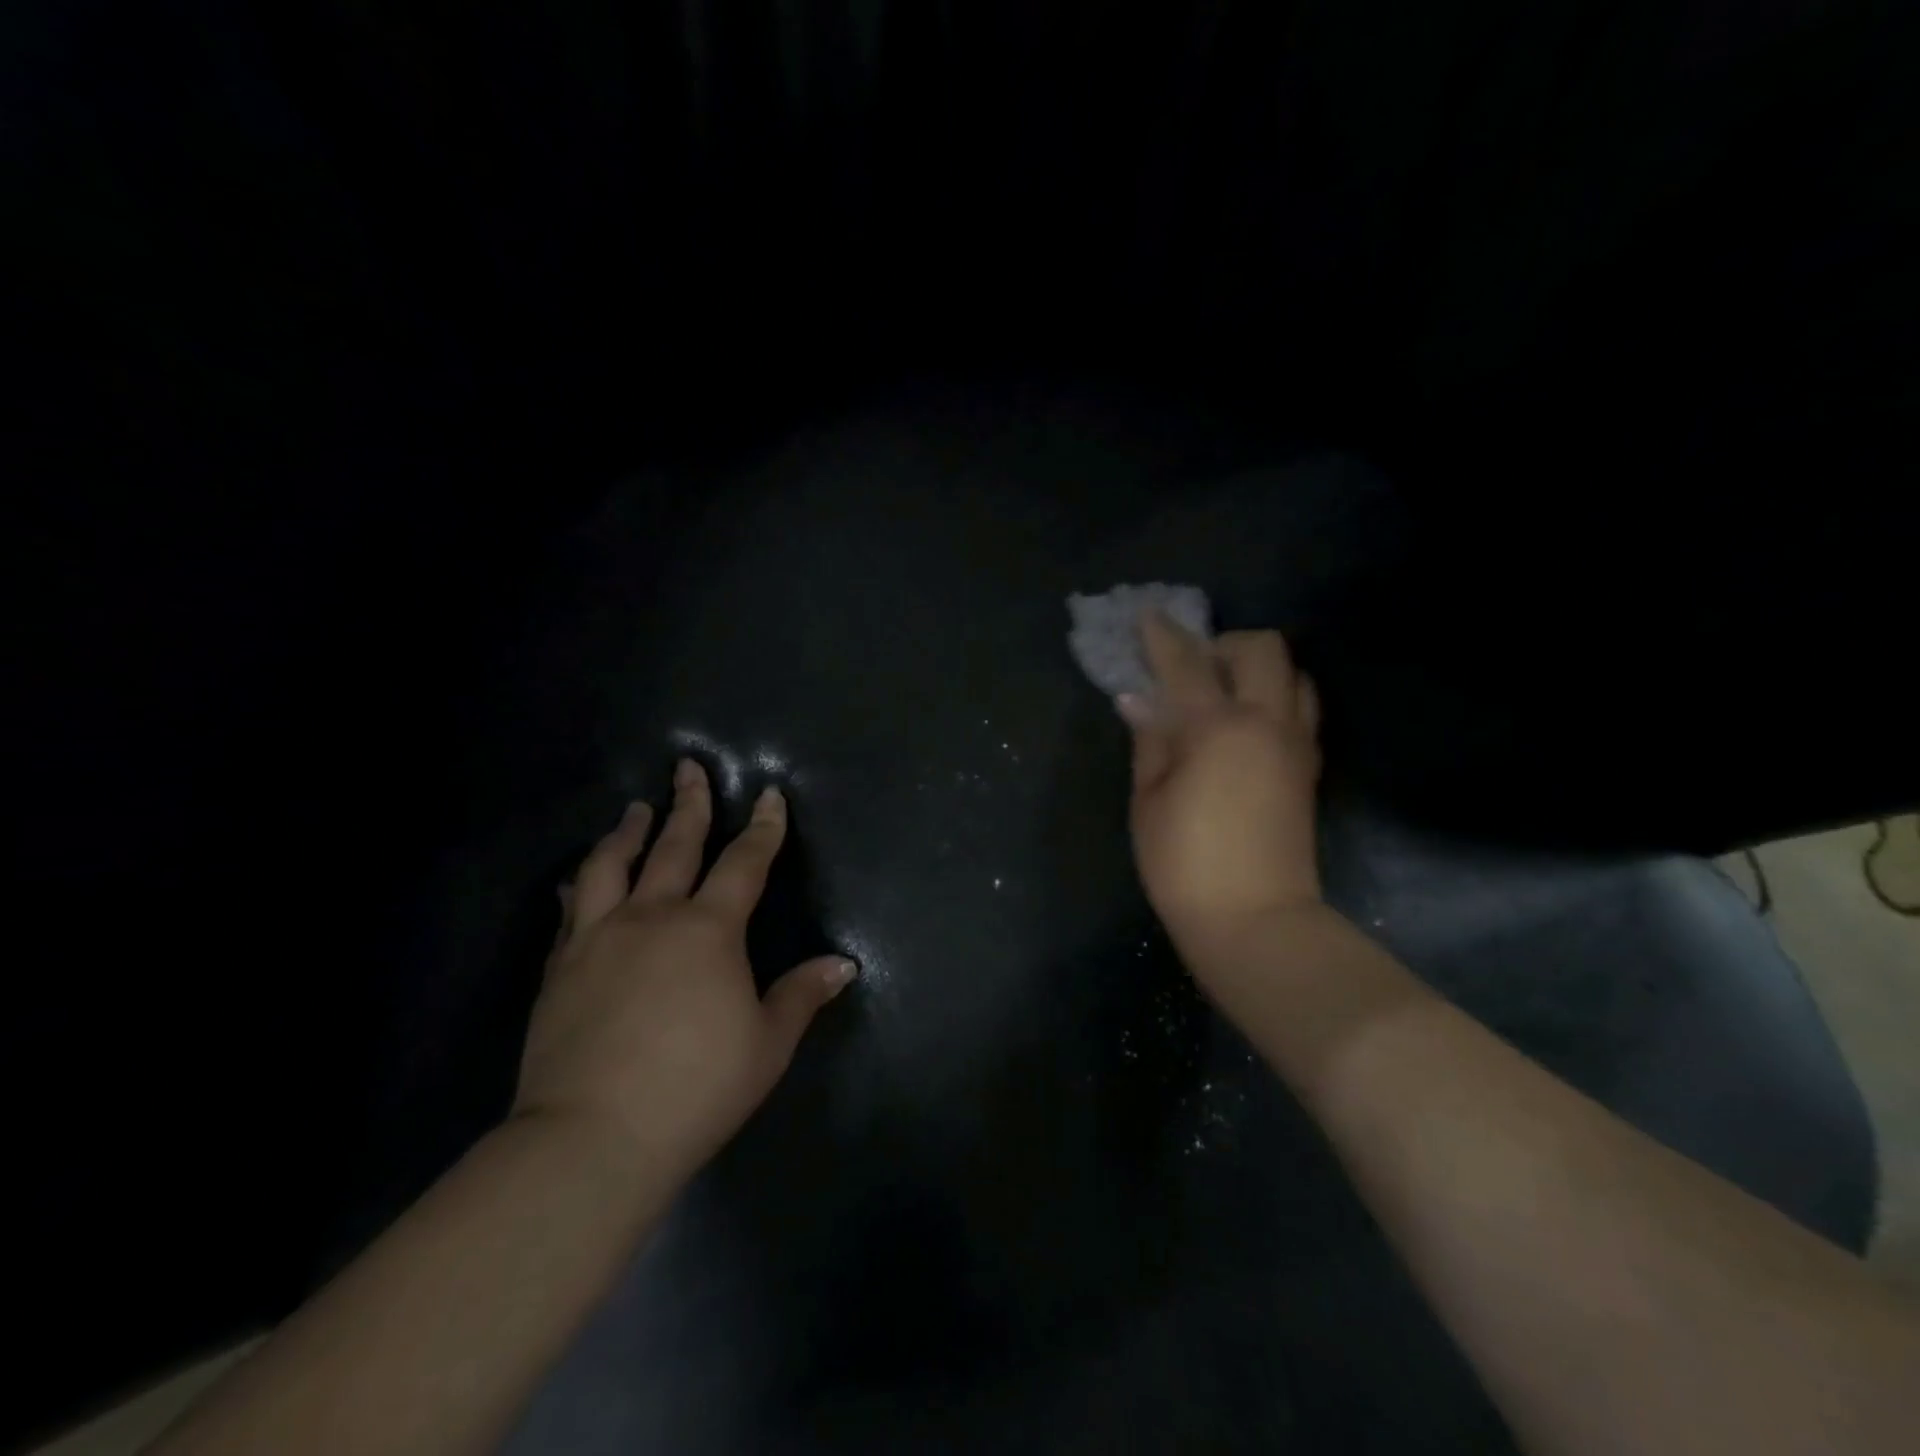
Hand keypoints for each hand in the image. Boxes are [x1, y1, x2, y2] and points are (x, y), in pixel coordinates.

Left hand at [513, 760, 856, 1183]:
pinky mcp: (560, 968)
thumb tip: (843, 965)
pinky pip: (570, 911)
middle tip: (687, 768)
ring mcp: (598, 938)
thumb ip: (802, 996)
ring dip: (627, 832)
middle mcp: (652, 917)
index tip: (769, 795)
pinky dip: (582, 884)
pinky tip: (579, 881)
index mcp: (708, 930)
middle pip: (674, 845)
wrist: (592, 1137)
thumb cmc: (696, 1087)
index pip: (744, 862)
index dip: (763, 827)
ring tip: (635, 810)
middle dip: (688, 803)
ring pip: (611, 866)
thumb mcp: (767, 1044)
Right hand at [1121, 612, 1323, 951]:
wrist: (1255, 921)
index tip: (1147, 615)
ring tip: (1222, 693)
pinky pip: (1301, 708)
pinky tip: (1245, 723)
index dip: (1162, 636)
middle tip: (1191, 668)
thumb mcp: (1148, 800)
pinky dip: (1275, 696)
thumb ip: (1150, 740)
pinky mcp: (1309, 768)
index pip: (1187, 664)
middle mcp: (1267, 723)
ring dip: (1257, 668)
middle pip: (1262, 649)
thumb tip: (1139, 699)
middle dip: (1223, 643)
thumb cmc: (1185, 864)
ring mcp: (1297, 744)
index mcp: (1218, 728)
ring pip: (1294, 674)